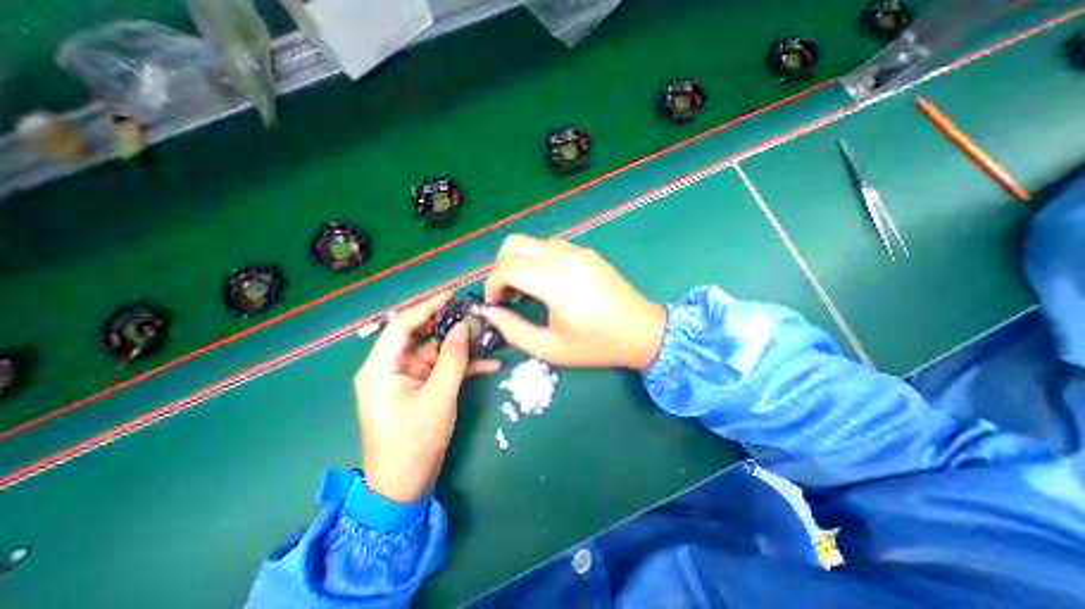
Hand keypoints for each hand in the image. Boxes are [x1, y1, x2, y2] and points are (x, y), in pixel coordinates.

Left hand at [355, 294, 501, 500]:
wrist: (405, 486)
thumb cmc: (414, 443)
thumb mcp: (438, 397)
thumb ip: (452, 359)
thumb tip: (464, 328)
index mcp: (381, 368)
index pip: (402, 326)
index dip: (427, 307)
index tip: (452, 295)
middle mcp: (391, 368)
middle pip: (420, 336)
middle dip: (448, 324)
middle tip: (473, 313)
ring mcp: (407, 379)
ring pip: (435, 352)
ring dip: (460, 346)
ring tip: (487, 336)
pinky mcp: (421, 388)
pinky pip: (441, 369)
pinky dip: (462, 366)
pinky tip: (489, 364)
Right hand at [481, 230, 666, 364]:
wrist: (642, 332)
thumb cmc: (596, 346)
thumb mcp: (550, 348)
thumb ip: (514, 330)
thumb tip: (490, 313)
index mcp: (557, 283)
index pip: (508, 266)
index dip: (492, 283)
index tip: (494, 303)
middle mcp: (566, 258)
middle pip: (515, 243)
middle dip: (500, 266)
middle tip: (506, 293)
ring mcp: (579, 251)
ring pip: (533, 242)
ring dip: (519, 261)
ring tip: (526, 290)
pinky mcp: (588, 252)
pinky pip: (551, 246)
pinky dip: (537, 259)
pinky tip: (546, 283)